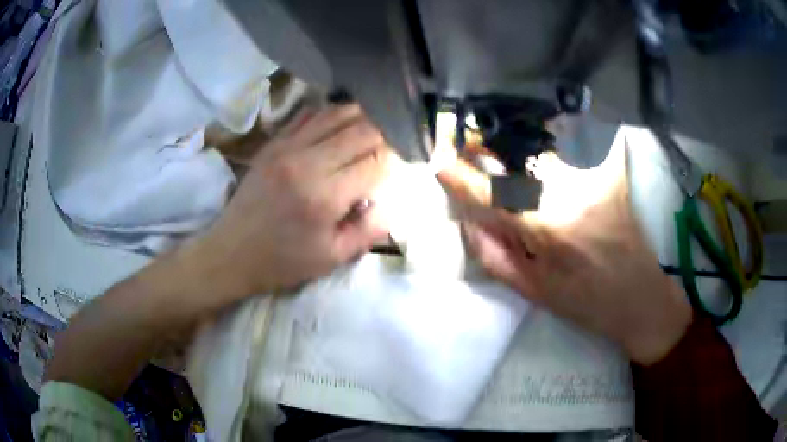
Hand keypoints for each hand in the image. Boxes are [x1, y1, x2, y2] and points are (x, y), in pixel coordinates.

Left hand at [194, 104, 390, 297]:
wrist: (231, 252)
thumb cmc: (283, 261)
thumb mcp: (333, 258)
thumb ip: (369, 229)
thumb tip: (391, 200)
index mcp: (325, 197)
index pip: (376, 162)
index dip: (396, 158)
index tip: (405, 161)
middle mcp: (307, 163)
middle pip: (361, 130)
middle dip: (385, 134)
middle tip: (393, 143)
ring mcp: (287, 147)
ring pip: (337, 114)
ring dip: (362, 117)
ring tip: (373, 127)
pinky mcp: (273, 143)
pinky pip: (308, 115)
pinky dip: (331, 114)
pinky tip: (340, 122)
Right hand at [443, 135, 691, 364]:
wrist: (643, 299)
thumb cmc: (589, 305)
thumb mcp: (535, 293)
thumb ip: (494, 257)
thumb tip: (469, 222)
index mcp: (550, 229)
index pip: (494, 194)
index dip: (463, 178)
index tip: (440, 164)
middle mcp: (572, 193)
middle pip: (517, 157)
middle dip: (487, 149)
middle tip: (471, 150)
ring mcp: (595, 177)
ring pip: (542, 148)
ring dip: (515, 147)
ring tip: (500, 153)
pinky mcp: (611, 172)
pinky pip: (573, 148)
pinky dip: (551, 144)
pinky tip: (541, 153)